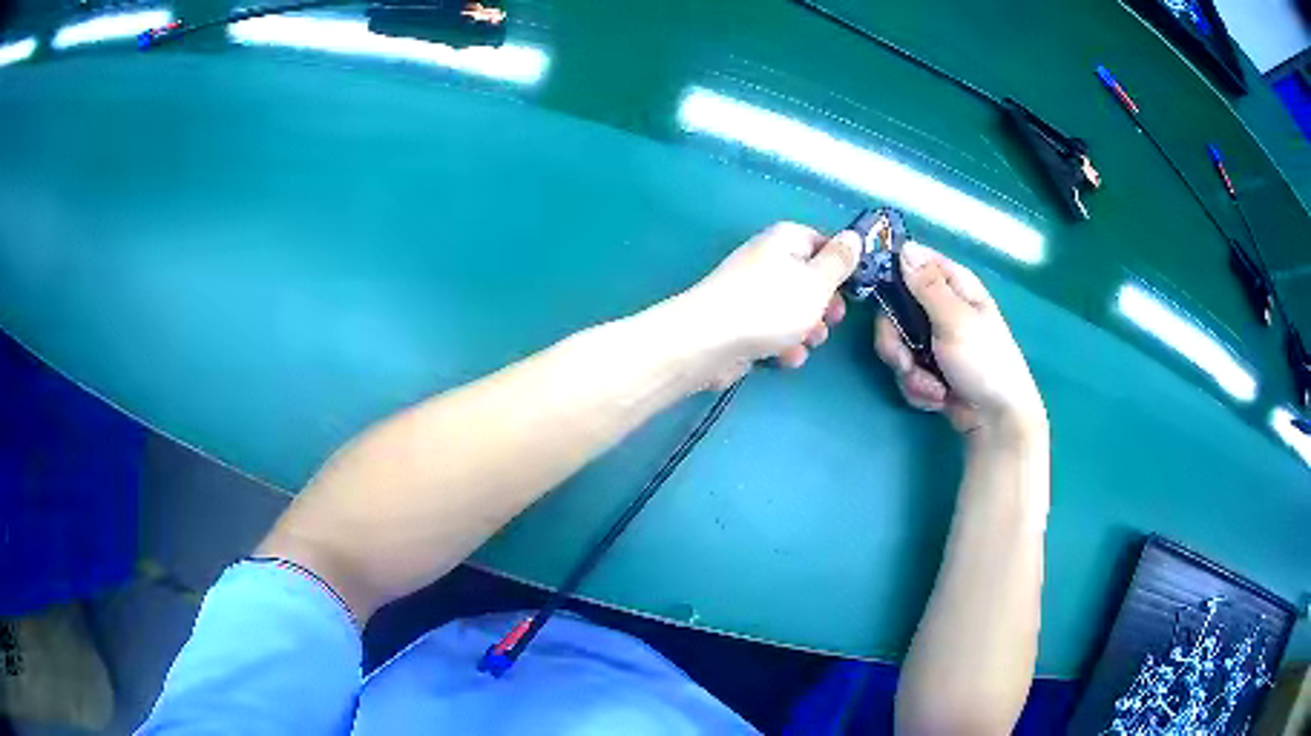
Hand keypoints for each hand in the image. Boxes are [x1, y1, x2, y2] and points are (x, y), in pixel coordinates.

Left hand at [675, 222, 859, 387]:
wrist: (709, 342)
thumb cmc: (771, 306)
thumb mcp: (817, 282)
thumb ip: (839, 261)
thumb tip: (854, 236)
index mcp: (785, 240)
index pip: (823, 243)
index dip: (841, 266)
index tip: (855, 288)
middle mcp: (767, 260)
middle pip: (809, 280)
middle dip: (825, 304)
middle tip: (833, 319)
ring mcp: (752, 293)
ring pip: (793, 310)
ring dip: (806, 330)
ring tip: (807, 342)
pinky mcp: (741, 323)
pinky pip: (772, 331)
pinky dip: (782, 344)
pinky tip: (784, 358)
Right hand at [874, 242, 1045, 439]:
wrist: (996, 420)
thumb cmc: (984, 362)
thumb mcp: (955, 320)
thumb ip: (926, 285)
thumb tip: (904, 247)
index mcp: (955, 286)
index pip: (914, 261)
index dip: (892, 273)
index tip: (878, 293)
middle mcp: (942, 308)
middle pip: (895, 309)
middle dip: (896, 342)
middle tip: (905, 361)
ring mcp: (934, 341)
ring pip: (897, 345)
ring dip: (910, 372)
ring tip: (934, 389)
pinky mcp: (929, 369)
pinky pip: (906, 371)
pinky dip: (918, 388)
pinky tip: (939, 398)